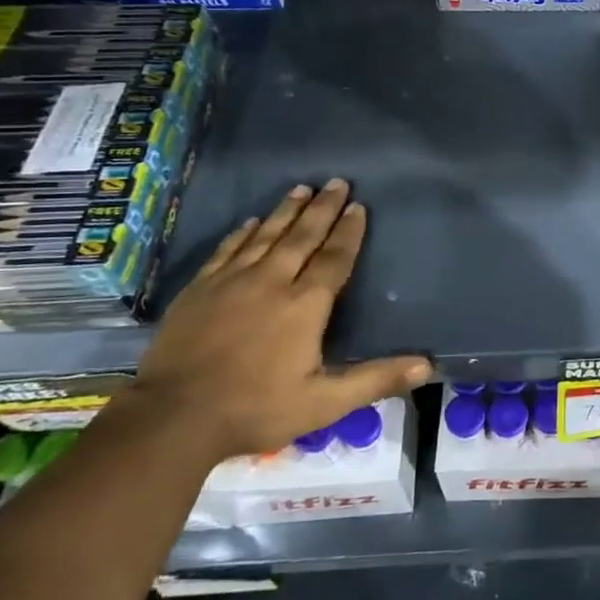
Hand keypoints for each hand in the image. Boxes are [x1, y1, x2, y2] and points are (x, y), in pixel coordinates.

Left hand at [129, 179, 430, 461]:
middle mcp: (272, 281)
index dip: (349, 232)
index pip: (334, 258)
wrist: (172, 418)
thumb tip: (427, 365)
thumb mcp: (324, 403)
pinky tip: (250, 222)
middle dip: (323, 208)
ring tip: (301, 188)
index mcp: (305, 305)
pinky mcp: (200, 289)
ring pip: (265, 235)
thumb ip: (375, 380)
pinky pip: (227, 249)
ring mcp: (231, 282)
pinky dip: (242, 233)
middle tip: (337, 182)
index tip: (359, 206)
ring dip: (286, 211)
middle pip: (302, 236)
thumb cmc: (256, 409)